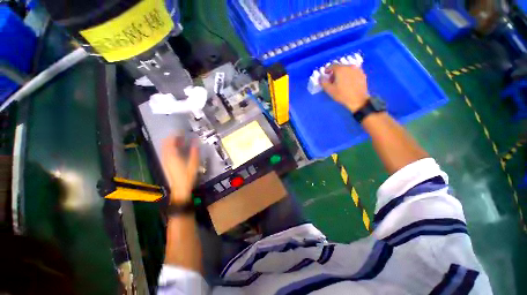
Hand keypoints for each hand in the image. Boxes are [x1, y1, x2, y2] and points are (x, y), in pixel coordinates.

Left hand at [161, 136, 199, 204]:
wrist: (180, 189)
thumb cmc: (187, 176)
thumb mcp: (194, 163)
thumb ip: (194, 151)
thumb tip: (195, 141)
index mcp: (172, 156)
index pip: (171, 141)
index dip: (175, 134)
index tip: (181, 130)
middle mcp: (166, 157)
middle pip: (165, 143)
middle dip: (172, 137)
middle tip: (180, 134)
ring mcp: (165, 160)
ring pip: (165, 147)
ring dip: (171, 142)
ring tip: (179, 140)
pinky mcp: (165, 164)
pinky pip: (166, 152)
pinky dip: (170, 148)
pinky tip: (177, 149)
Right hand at [321, 65, 368, 112]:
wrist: (358, 100)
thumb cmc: (342, 95)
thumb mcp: (329, 90)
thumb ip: (323, 82)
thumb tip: (321, 77)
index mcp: (340, 69)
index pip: (332, 66)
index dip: (327, 70)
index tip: (325, 74)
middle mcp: (349, 66)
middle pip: (340, 67)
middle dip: (335, 72)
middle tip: (332, 80)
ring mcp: (357, 69)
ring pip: (347, 69)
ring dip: (342, 73)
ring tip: (340, 81)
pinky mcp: (362, 74)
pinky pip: (353, 72)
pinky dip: (348, 75)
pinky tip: (348, 83)